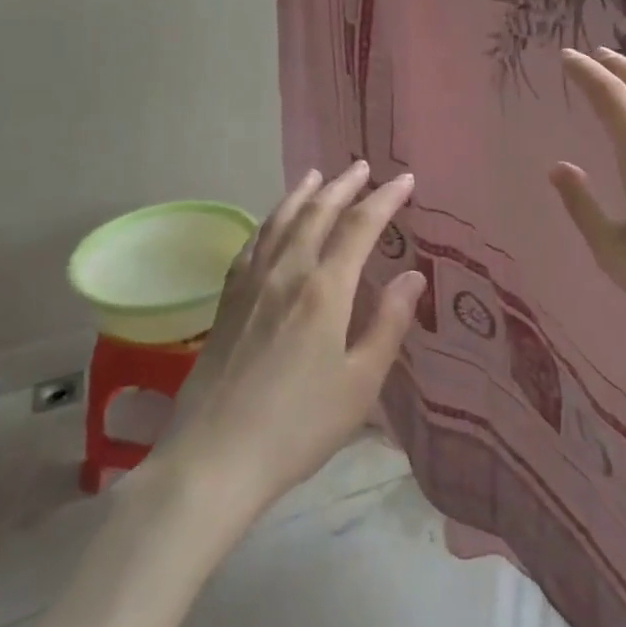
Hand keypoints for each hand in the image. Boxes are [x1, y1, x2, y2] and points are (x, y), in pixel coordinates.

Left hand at [151, 162, 425, 516]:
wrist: (213, 459)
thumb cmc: (298, 426)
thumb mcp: (360, 384)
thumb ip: (388, 324)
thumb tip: (412, 276)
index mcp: (325, 290)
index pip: (360, 227)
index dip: (385, 199)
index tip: (405, 180)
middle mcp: (287, 273)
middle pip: (318, 213)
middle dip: (344, 185)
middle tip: (363, 167)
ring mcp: (251, 284)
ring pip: (281, 221)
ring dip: (304, 194)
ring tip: (317, 175)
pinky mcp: (226, 301)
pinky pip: (252, 244)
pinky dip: (269, 222)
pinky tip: (272, 222)